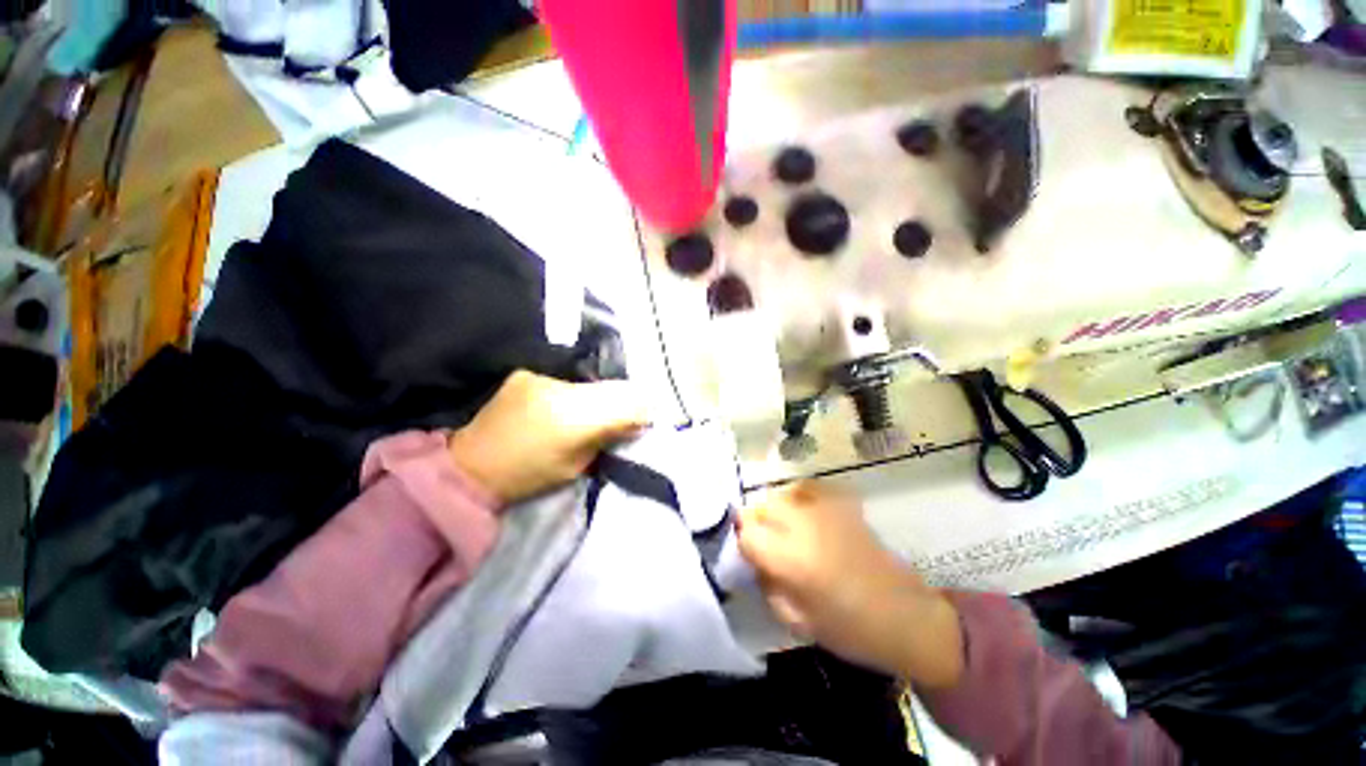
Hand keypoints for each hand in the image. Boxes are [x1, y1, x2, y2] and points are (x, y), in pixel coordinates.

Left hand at [448, 370, 647, 504]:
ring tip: (595, 407)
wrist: (470, 466)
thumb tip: (638, 420)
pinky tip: (568, 401)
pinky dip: (576, 390)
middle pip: (612, 387)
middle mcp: (559, 390)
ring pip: (591, 381)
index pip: (625, 403)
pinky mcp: (527, 374)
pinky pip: (567, 379)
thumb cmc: (527, 476)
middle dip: (626, 398)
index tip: (650, 414)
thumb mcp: (576, 465)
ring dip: (601, 393)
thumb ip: (608, 437)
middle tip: (632, 410)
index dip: (643, 407)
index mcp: (572, 420)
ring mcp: (540, 377)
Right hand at [737, 481, 963, 688]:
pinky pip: (809, 489)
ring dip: (777, 513)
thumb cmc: (850, 629)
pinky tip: (806, 515)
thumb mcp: (796, 620)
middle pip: (761, 507)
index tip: (751, 556)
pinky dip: (800, 498)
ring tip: (788, 533)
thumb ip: (767, 585)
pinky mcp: (843, 504)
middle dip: (758, 525)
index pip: (747, 533)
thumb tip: (754, 559)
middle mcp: (804, 524)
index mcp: (791, 558)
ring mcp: (826, 509)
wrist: (906, 616)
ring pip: (782, 496)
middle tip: (768, 546)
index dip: (744, 544)